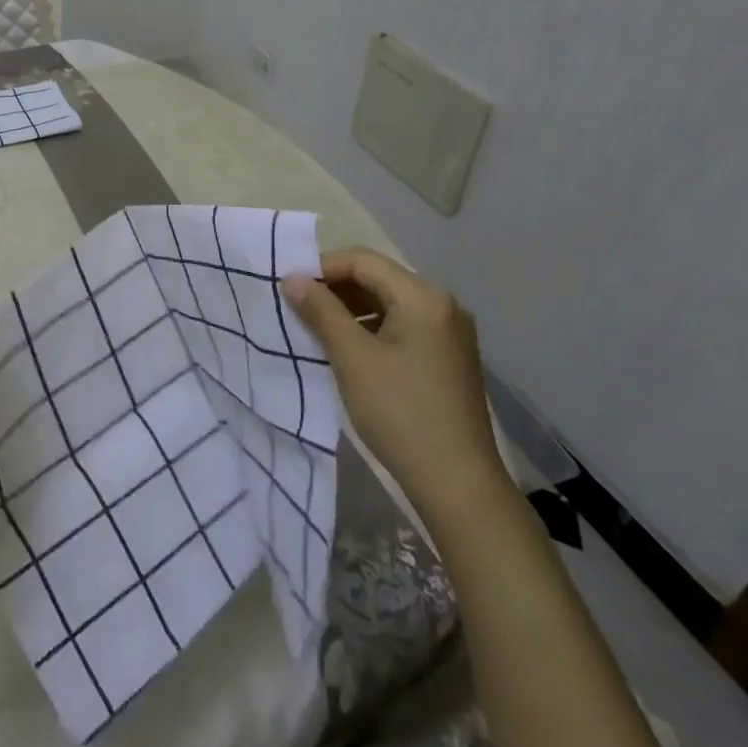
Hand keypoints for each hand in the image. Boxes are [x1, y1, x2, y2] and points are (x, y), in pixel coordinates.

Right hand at [282, 247, 506, 522]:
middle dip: (335, 288)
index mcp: (423, 297)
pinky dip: (371, 328)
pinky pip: (402, 326)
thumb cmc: (400, 413)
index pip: (363, 260)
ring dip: (351, 309)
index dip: (322, 267)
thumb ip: (320, 311)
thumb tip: (292, 278)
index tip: (289, 287)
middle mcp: (442, 305)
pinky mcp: (447, 358)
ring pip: (388, 303)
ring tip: (316, 328)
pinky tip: (348, 349)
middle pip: (378, 278)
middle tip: (298, 307)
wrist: (458, 485)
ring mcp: (448, 333)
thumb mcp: (352, 357)